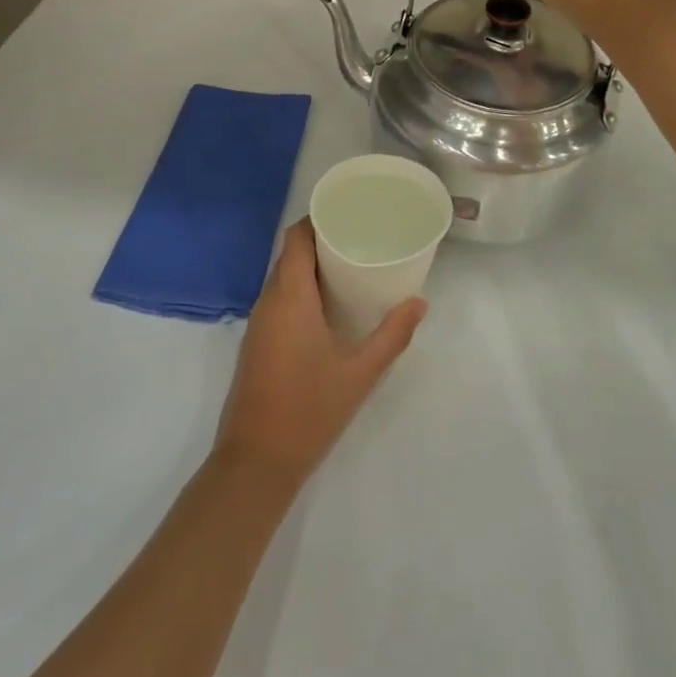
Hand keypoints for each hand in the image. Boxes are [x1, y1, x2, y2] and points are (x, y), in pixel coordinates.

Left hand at [214, 219, 425, 488]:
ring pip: (283, 277)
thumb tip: (419, 303)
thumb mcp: (360, 373)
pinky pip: (278, 299)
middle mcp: (269, 300)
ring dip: (311, 267)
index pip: (296, 237)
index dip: (317, 219)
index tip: (348, 214)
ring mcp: (259, 323)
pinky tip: (328, 305)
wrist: (256, 462)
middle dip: (321, 241)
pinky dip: (301, 290)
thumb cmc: (310, 411)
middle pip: (291, 254)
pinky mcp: (257, 342)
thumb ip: (392, 335)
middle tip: (360, 239)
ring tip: (350, 267)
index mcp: (290, 296)